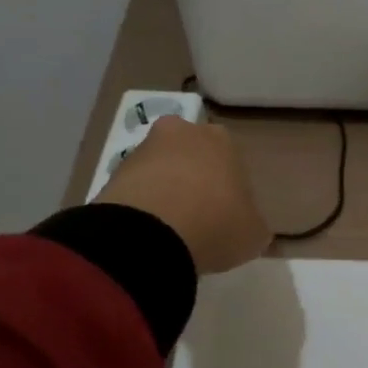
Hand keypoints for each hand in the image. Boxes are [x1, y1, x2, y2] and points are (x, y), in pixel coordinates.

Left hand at [99, 116, 270, 274]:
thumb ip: (254, 226)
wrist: (150, 234)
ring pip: (161, 169)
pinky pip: (137, 188)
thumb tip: (251, 228)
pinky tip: (148, 232)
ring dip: (165, 191)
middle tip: (198, 216)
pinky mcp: (113, 171)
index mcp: (222, 140)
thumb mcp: (253, 234)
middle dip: (194, 179)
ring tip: (170, 229)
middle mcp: (182, 133)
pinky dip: (142, 205)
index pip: (231, 161)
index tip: (228, 215)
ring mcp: (143, 149)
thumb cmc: (216, 223)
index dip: (230, 189)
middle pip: (192, 156)